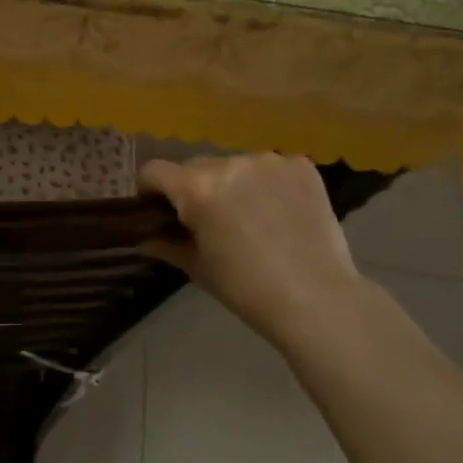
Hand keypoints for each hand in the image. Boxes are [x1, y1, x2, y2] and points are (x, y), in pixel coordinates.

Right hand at [139, 153, 360, 351]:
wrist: (319, 301)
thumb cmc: (248, 290)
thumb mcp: (199, 268)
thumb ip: (166, 244)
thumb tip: (144, 237)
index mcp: (197, 188)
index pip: (155, 171)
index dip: (151, 190)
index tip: (160, 210)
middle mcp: (229, 163)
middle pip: (195, 166)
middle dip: (195, 188)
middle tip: (210, 221)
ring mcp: (268, 161)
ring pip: (234, 164)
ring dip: (233, 184)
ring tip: (252, 217)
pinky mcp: (301, 165)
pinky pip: (271, 167)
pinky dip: (269, 184)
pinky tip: (281, 212)